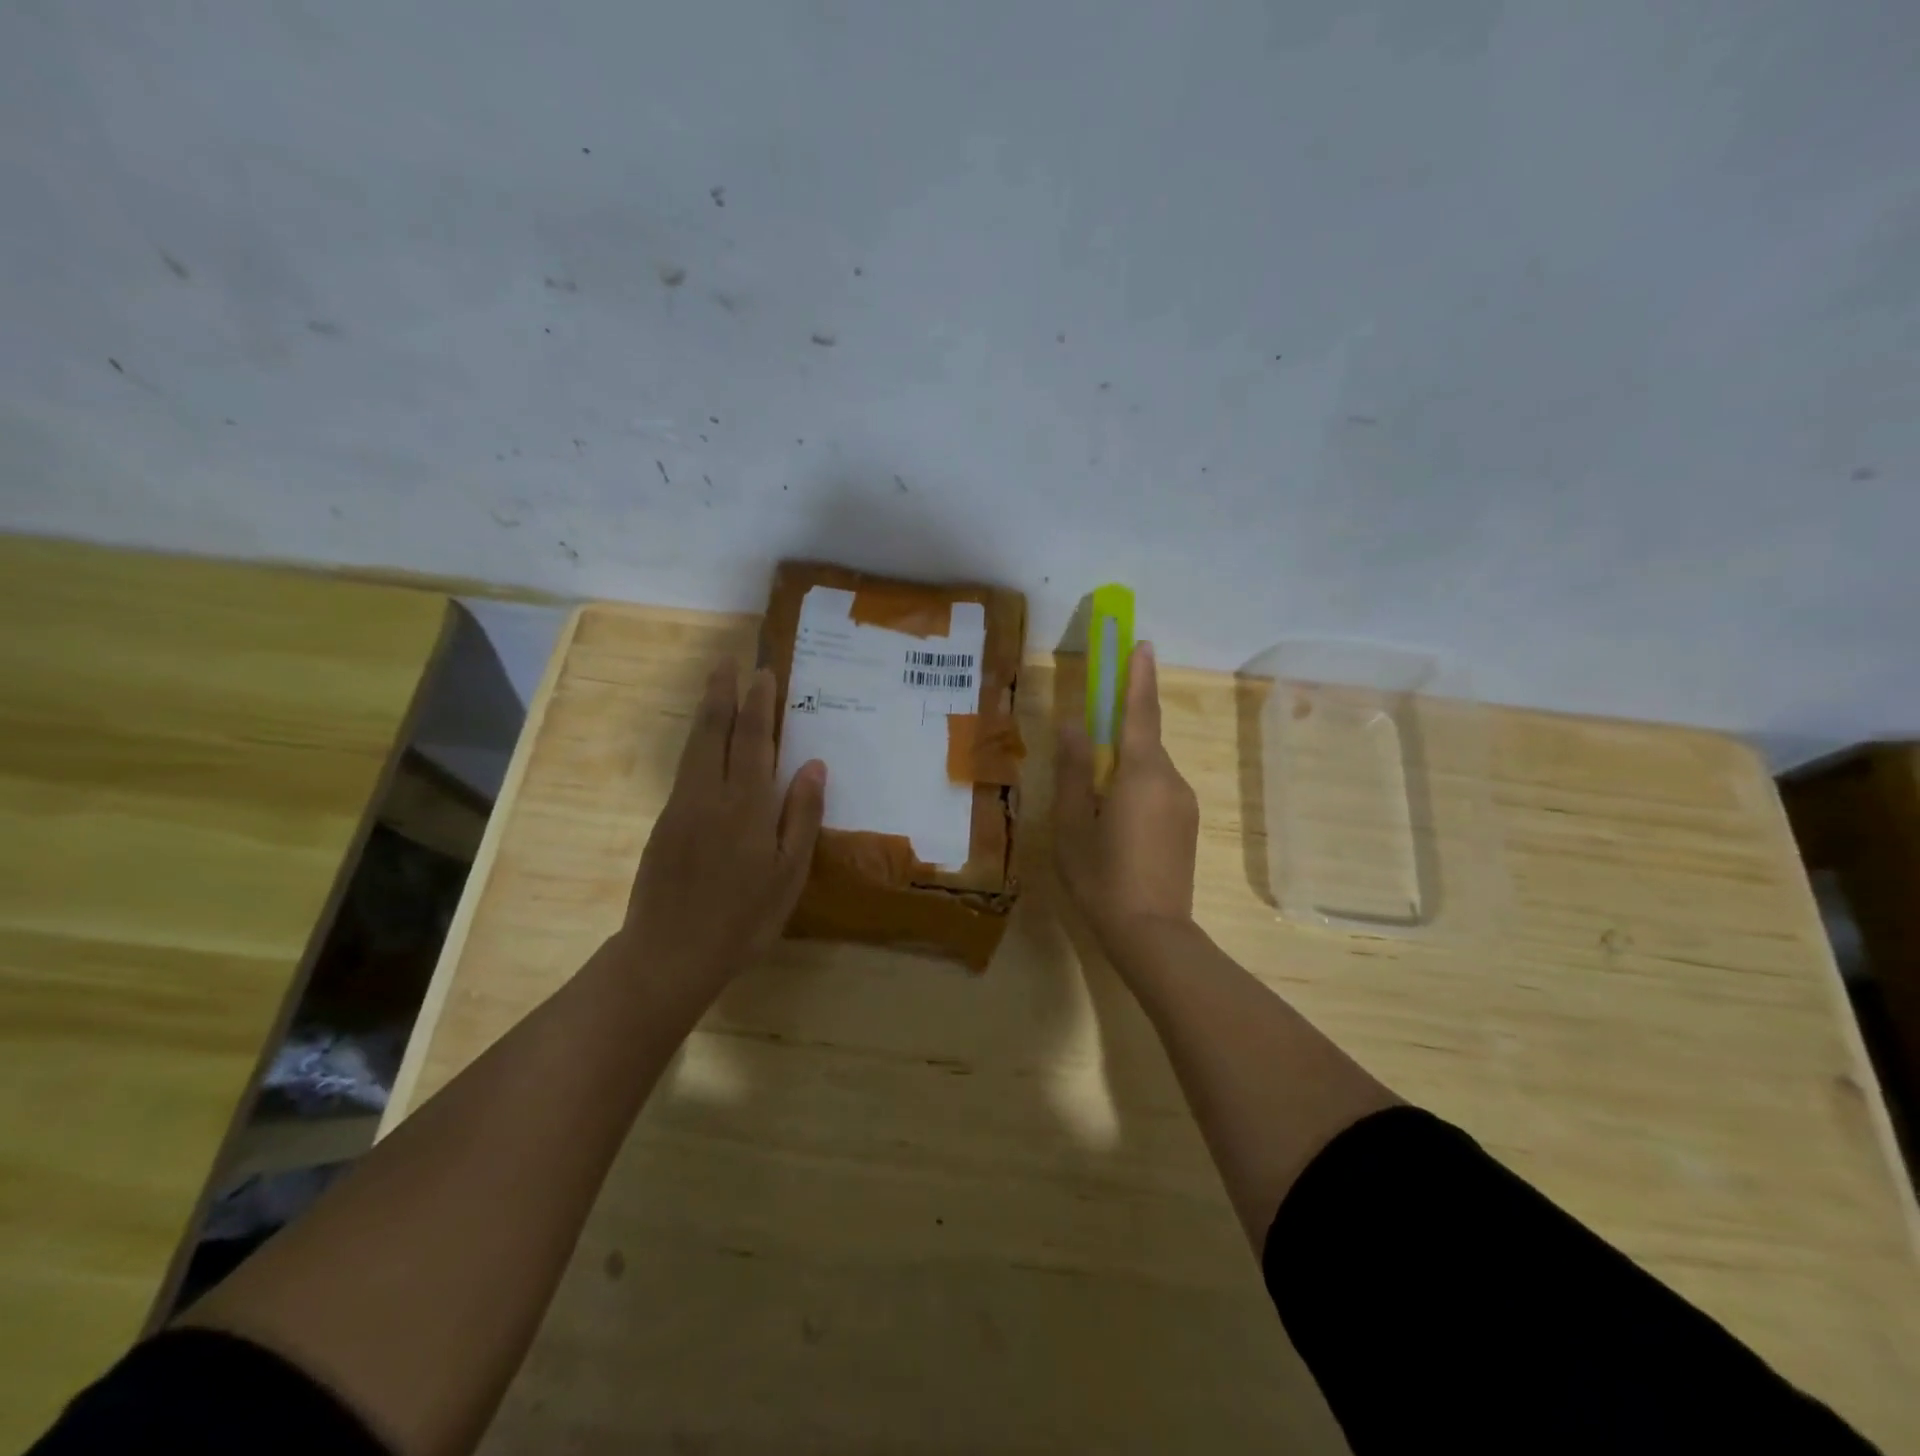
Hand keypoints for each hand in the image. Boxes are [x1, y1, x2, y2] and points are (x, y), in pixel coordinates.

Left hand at [617, 661, 826, 1004]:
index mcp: (747, 805)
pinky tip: (704, 744)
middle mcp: (710, 795)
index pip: (755, 741)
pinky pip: (685, 770)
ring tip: (714, 685)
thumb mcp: (787, 874)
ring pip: (694, 747)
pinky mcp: (663, 824)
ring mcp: (681, 807)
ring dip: (707, 711)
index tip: (763, 673)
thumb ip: (801, 816)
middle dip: (723, 693)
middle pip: (715, 732)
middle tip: (728, 661)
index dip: (759, 705)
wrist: (669, 954)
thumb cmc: (742, 919)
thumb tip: (814, 765)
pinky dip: (697, 743)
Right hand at [1054, 642, 1200, 957]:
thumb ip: (1074, 771)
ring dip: (1123, 768)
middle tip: (1088, 743)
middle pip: (1143, 741)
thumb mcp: (1073, 824)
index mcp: (1141, 774)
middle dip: (1120, 731)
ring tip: (1093, 803)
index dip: (1139, 677)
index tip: (1142, 643)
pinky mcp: (1187, 824)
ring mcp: (1184, 804)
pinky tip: (1115, 822)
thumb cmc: (1102, 877)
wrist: (1153, 934)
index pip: (1141, 712)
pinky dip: (1135, 788)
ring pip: (1149, 768)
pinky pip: (1158, 789)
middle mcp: (1171, 780)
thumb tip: (1074, 727)